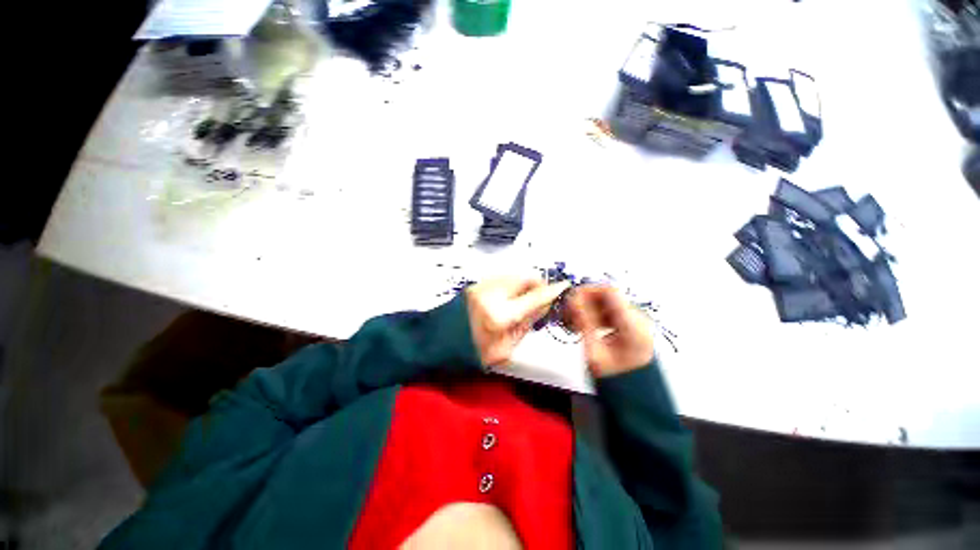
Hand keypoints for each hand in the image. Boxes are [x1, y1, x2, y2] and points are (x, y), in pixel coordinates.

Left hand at [466, 277, 570, 366]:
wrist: (437, 344)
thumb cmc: (472, 355)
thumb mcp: (505, 348)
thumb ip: (527, 324)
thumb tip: (544, 306)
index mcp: (500, 315)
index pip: (534, 297)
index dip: (552, 291)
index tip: (564, 286)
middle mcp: (491, 294)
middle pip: (525, 278)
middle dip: (538, 286)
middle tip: (541, 299)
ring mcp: (481, 286)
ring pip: (514, 275)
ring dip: (525, 284)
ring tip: (525, 301)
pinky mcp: (476, 284)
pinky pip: (502, 278)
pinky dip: (512, 284)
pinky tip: (510, 298)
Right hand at [568, 286, 654, 377]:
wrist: (634, 396)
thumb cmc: (614, 378)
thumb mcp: (594, 351)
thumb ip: (584, 322)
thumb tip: (572, 299)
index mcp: (633, 326)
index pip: (611, 292)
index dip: (589, 290)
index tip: (571, 298)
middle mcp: (638, 319)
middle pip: (608, 297)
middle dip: (585, 301)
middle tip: (567, 312)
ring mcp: (636, 322)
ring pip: (607, 304)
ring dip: (588, 308)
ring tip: (572, 321)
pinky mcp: (631, 326)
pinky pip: (610, 313)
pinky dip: (594, 315)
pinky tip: (583, 325)